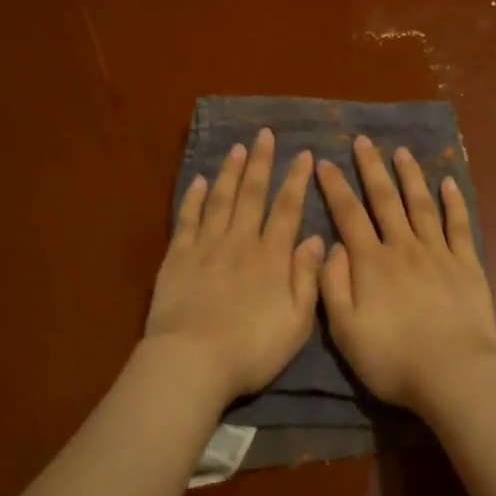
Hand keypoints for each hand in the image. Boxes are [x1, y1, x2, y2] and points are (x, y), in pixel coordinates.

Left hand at [144, 128, 323, 406]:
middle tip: (265, 134)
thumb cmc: (251, 349)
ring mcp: (206, 246)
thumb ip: (308, 278)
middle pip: (252, 194)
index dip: (296, 180)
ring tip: (238, 148)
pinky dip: (194, 198)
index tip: (303, 154)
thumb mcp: (296, 322)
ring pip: (220, 199)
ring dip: (230, 172)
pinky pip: (188, 219)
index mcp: (271, 257)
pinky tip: (198, 181)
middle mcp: (240, 241)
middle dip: (261, 162)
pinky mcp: (177, 256)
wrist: (192, 361)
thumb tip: (318, 239)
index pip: (287, 209)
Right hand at [315, 136, 495, 414]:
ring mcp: (437, 252)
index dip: (334, 186)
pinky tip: (448, 183)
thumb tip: (331, 246)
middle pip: (384, 199)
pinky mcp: (467, 264)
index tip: (324, 161)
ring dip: (410, 176)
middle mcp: (402, 247)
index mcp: (370, 262)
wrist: (454, 374)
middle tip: (363, 141)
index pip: (348, 214)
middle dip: (371, 168)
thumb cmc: (393, 358)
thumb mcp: (345, 330)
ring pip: (420, 204)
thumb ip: (332, 285)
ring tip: (402, 152)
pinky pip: (459, 225)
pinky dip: (453, 202)